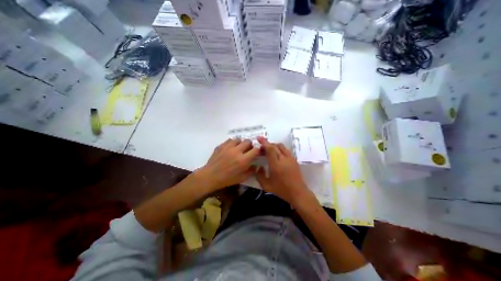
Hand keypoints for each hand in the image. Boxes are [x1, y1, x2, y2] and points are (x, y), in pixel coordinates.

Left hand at [195, 138, 259, 190]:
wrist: (210, 176)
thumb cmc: (227, 179)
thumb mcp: (242, 178)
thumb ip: (251, 171)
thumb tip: (256, 165)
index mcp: (243, 160)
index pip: (256, 150)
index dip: (258, 150)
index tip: (257, 152)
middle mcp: (237, 151)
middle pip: (248, 141)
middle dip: (250, 145)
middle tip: (248, 150)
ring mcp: (228, 147)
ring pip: (239, 139)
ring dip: (241, 143)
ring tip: (239, 148)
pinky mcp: (221, 145)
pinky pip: (230, 140)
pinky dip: (233, 143)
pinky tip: (231, 148)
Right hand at [255, 137, 311, 204]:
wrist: (298, 193)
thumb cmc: (281, 190)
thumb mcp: (266, 185)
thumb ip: (259, 175)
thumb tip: (258, 167)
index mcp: (276, 164)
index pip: (270, 149)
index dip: (264, 142)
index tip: (259, 139)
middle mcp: (284, 159)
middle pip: (275, 146)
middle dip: (267, 143)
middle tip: (261, 147)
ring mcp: (290, 158)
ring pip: (281, 146)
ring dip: (273, 145)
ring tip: (268, 150)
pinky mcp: (294, 159)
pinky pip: (285, 150)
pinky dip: (279, 148)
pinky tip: (276, 154)